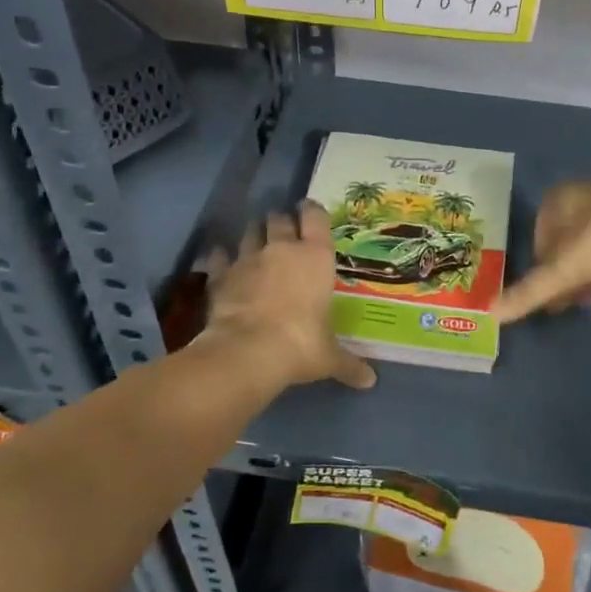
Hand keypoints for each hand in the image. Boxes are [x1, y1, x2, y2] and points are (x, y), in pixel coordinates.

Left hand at [203, 201, 375, 391]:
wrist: (248, 352)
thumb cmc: (301, 345)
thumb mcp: (329, 357)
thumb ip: (349, 364)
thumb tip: (370, 381)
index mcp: (315, 257)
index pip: (316, 218)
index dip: (312, 210)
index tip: (309, 210)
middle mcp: (282, 249)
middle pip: (279, 219)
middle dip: (280, 221)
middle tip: (283, 230)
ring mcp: (248, 259)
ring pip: (250, 232)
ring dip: (253, 234)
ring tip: (256, 240)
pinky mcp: (222, 275)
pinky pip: (220, 257)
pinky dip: (221, 257)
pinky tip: (221, 260)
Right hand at [499, 183, 590, 323]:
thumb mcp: (560, 273)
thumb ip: (527, 294)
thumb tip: (490, 314)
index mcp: (559, 197)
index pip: (539, 231)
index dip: (540, 262)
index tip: (545, 286)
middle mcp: (585, 194)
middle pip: (566, 238)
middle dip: (564, 269)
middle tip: (563, 298)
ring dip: (586, 272)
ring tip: (586, 299)